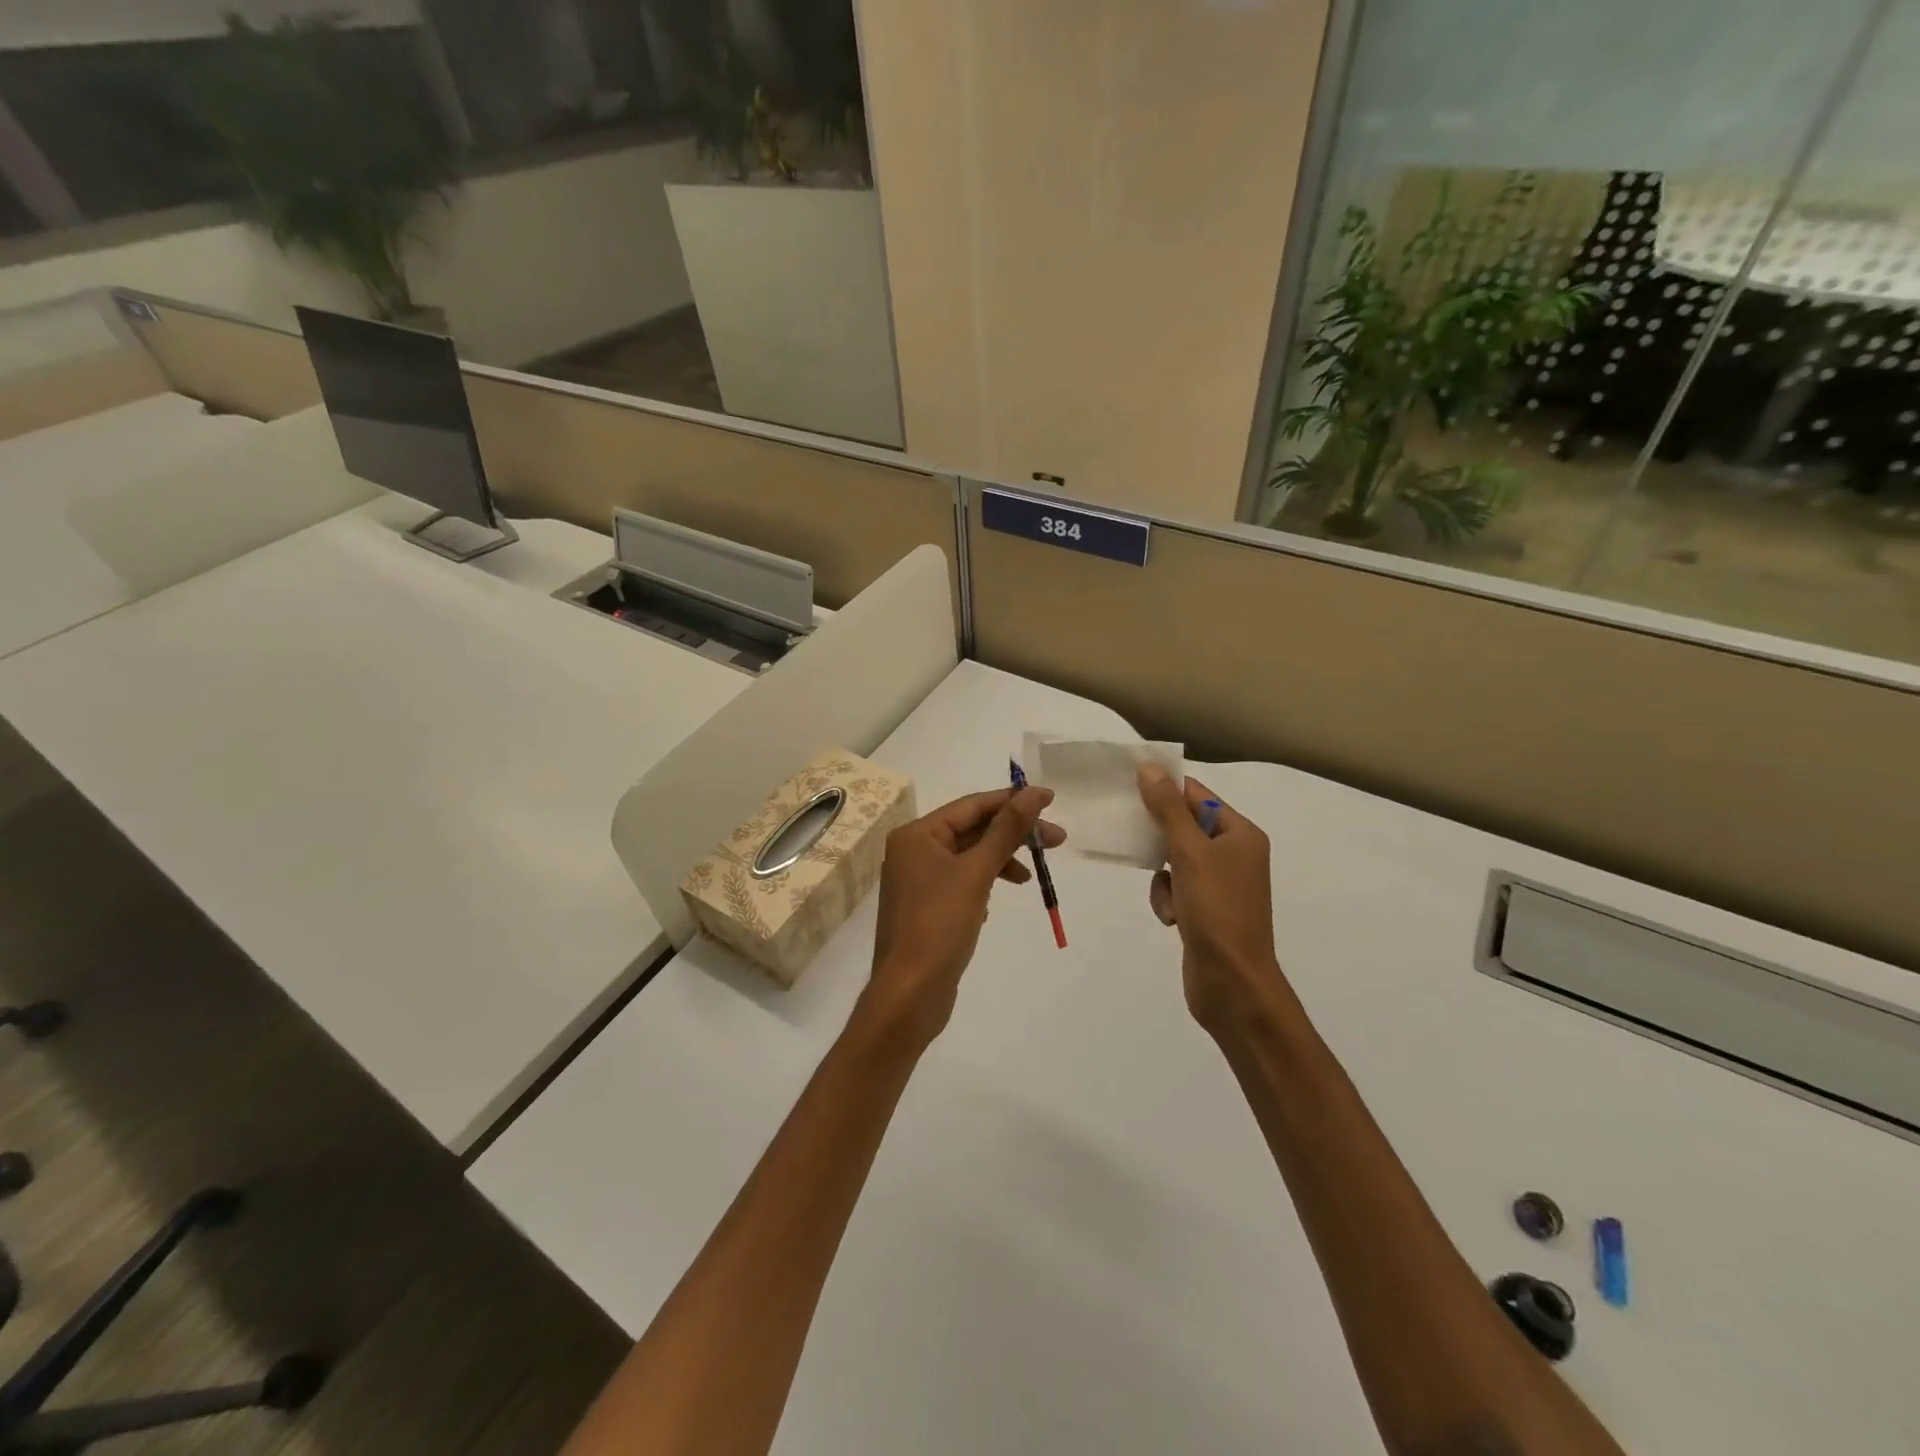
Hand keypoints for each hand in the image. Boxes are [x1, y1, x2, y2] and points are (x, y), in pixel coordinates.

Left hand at [861, 787, 1063, 1049]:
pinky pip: (961, 882)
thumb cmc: (939, 926)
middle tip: (1056, 841)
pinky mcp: (927, 908)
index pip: (972, 806)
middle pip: (972, 830)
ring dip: (1001, 860)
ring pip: (969, 857)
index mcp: (917, 835)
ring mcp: (918, 881)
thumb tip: (1032, 794)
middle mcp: (913, 851)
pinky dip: (984, 883)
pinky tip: (994, 902)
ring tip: (1030, 876)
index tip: (1050, 801)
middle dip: (1012, 834)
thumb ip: (1006, 831)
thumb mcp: (976, 873)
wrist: (909, 994)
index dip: (1012, 801)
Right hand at [1137, 766, 1284, 1034]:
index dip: (1165, 788)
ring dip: (1162, 875)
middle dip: (1159, 837)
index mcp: (1241, 835)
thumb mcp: (1189, 853)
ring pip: (1174, 859)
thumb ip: (1168, 809)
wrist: (1232, 983)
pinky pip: (1176, 888)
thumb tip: (1150, 769)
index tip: (1128, 785)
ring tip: (1168, 898)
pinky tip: (1172, 919)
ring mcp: (1221, 884)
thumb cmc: (1217, 911)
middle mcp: (1235, 854)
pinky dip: (1167, 899)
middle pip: (1185, 826)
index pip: (1198, 795)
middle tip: (1130, 833)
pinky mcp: (1206, 910)